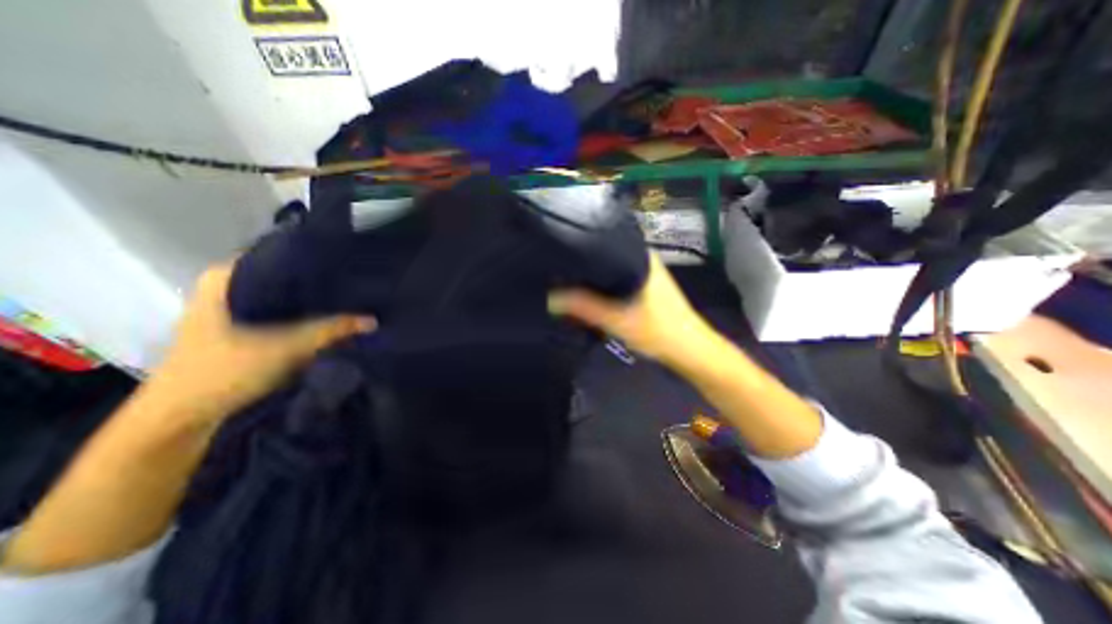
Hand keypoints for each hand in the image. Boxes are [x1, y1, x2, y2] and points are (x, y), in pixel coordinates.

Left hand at [145, 261, 376, 420]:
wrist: (181, 418)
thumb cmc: (225, 372)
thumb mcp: (287, 347)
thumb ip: (332, 330)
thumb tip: (373, 320)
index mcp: (227, 278)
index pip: (283, 257)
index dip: (319, 264)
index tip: (351, 268)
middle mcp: (230, 287)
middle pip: (287, 279)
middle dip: (321, 286)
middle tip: (357, 288)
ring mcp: (234, 309)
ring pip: (285, 298)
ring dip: (314, 304)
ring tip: (350, 301)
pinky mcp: (241, 328)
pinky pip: (282, 314)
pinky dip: (304, 317)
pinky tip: (329, 320)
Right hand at [547, 254, 711, 365]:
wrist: (691, 351)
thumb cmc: (659, 331)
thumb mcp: (617, 319)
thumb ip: (584, 307)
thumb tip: (551, 298)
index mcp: (640, 256)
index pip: (603, 240)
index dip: (580, 247)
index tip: (558, 254)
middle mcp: (643, 259)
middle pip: (605, 256)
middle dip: (584, 265)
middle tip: (557, 271)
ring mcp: (644, 273)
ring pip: (610, 270)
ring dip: (593, 278)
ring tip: (567, 280)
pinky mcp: (644, 288)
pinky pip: (616, 281)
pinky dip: (603, 287)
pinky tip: (588, 294)